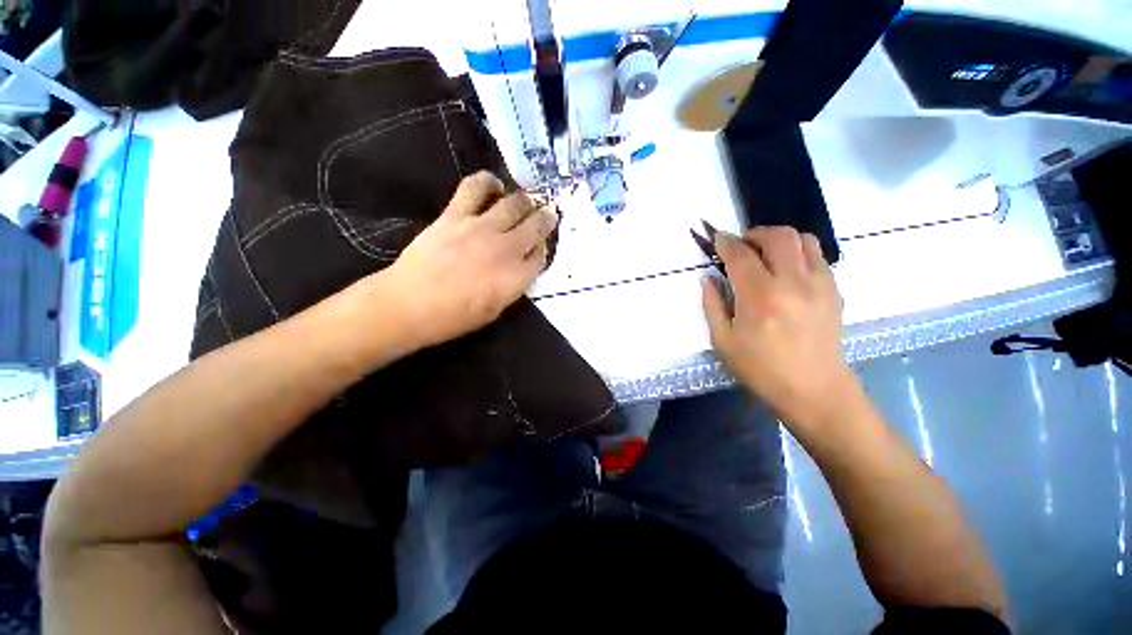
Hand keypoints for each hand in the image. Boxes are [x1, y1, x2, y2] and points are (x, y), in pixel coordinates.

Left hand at [380, 171, 557, 349]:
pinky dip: (488, 182)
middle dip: (545, 220)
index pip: (541, 255)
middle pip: (536, 226)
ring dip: (525, 201)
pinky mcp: (456, 215)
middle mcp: (506, 249)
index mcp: (516, 277)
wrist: (410, 304)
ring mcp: (481, 228)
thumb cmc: (454, 317)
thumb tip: (521, 267)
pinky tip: (494, 185)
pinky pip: (475, 188)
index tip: (539, 247)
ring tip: (525, 202)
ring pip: (514, 204)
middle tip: (547, 215)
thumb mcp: (495, 310)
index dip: (543, 249)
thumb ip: (513, 286)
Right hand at [702, 227, 856, 427]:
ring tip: (765, 255)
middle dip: (754, 234)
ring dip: (779, 239)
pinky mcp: (834, 290)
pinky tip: (787, 271)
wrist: (815, 389)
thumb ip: (712, 304)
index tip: (716, 239)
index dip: (725, 242)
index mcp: (759, 297)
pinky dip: (798, 253)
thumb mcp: (723, 340)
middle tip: (741, 246)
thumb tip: (708, 278)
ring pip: (803, 239)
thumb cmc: (761, 368)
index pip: (740, 255)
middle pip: (778, 236)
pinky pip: (818, 256)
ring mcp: (819, 284)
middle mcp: (793, 282)